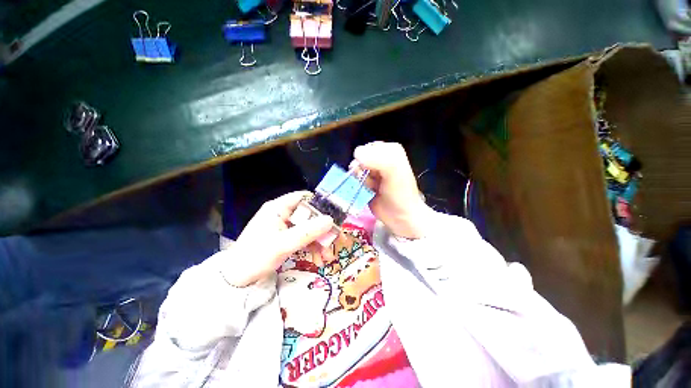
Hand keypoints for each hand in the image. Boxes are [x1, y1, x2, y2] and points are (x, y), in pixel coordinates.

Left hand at [218, 191, 333, 286]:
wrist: (236, 280)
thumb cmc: (256, 257)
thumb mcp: (283, 244)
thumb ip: (307, 232)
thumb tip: (330, 220)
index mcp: (278, 208)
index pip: (303, 198)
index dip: (320, 205)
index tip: (333, 216)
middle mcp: (283, 214)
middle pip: (309, 215)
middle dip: (322, 230)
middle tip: (334, 241)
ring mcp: (285, 227)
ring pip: (309, 228)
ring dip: (320, 242)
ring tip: (327, 257)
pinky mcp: (286, 238)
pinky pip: (304, 238)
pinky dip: (313, 248)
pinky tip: (319, 260)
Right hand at [353, 142, 431, 238]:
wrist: (399, 216)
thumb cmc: (399, 192)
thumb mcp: (393, 170)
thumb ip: (376, 158)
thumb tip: (356, 155)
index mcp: (390, 150)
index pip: (368, 148)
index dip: (367, 160)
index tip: (374, 172)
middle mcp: (380, 158)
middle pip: (359, 159)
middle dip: (362, 170)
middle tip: (373, 180)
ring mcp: (372, 171)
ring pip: (355, 169)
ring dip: (361, 180)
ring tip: (372, 187)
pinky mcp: (366, 182)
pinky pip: (354, 179)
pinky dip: (358, 186)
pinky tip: (368, 191)